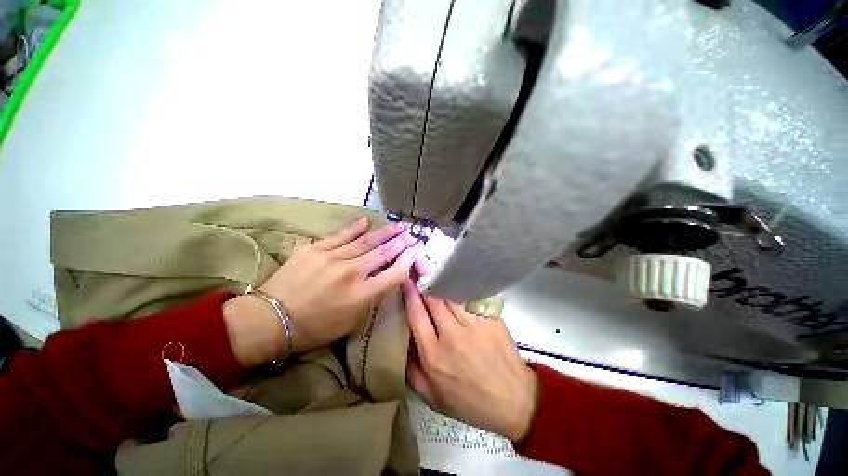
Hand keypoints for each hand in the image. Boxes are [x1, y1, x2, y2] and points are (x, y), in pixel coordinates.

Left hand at [224, 218, 420, 365]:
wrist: (269, 320)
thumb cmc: (314, 328)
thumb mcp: (350, 322)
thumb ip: (370, 299)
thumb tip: (384, 279)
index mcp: (361, 296)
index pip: (394, 274)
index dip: (408, 261)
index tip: (416, 252)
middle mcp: (351, 273)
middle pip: (383, 253)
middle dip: (400, 243)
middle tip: (412, 234)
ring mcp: (332, 258)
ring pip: (365, 241)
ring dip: (384, 233)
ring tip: (397, 226)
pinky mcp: (314, 249)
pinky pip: (340, 235)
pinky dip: (355, 228)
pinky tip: (366, 221)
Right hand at [402, 274, 537, 440]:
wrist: (514, 400)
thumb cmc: (471, 402)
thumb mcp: (434, 398)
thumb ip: (412, 372)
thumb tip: (401, 346)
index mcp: (434, 356)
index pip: (417, 316)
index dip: (409, 295)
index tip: (406, 280)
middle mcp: (451, 336)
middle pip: (433, 300)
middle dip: (423, 279)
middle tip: (416, 262)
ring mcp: (473, 325)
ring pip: (451, 295)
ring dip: (440, 278)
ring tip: (431, 265)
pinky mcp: (490, 319)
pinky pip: (471, 297)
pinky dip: (461, 285)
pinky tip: (455, 276)